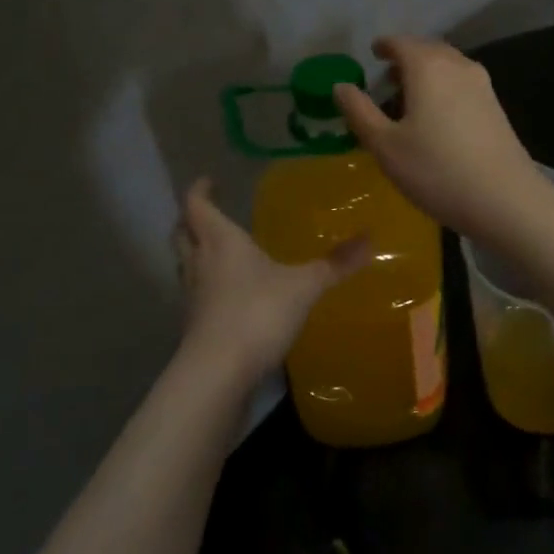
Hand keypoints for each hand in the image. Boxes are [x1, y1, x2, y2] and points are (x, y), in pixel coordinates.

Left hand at [171, 179, 370, 385]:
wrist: (218, 374)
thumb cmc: (257, 313)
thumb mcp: (304, 285)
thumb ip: (335, 263)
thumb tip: (370, 238)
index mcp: (221, 242)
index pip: (197, 206)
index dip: (199, 190)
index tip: (208, 180)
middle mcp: (200, 264)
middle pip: (183, 233)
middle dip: (192, 220)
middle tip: (209, 212)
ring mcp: (193, 297)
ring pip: (187, 264)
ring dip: (197, 253)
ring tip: (221, 250)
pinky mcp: (196, 327)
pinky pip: (197, 294)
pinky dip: (208, 285)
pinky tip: (232, 293)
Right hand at [333, 36, 544, 239]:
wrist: (505, 199)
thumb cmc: (437, 171)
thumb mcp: (386, 146)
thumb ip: (359, 112)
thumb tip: (340, 86)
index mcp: (428, 67)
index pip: (401, 42)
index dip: (384, 46)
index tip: (373, 53)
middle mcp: (458, 65)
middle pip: (428, 50)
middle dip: (406, 58)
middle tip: (386, 79)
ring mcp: (482, 85)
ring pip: (448, 66)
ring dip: (427, 73)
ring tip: (409, 98)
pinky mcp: (496, 106)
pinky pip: (462, 83)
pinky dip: (444, 87)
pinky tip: (437, 116)